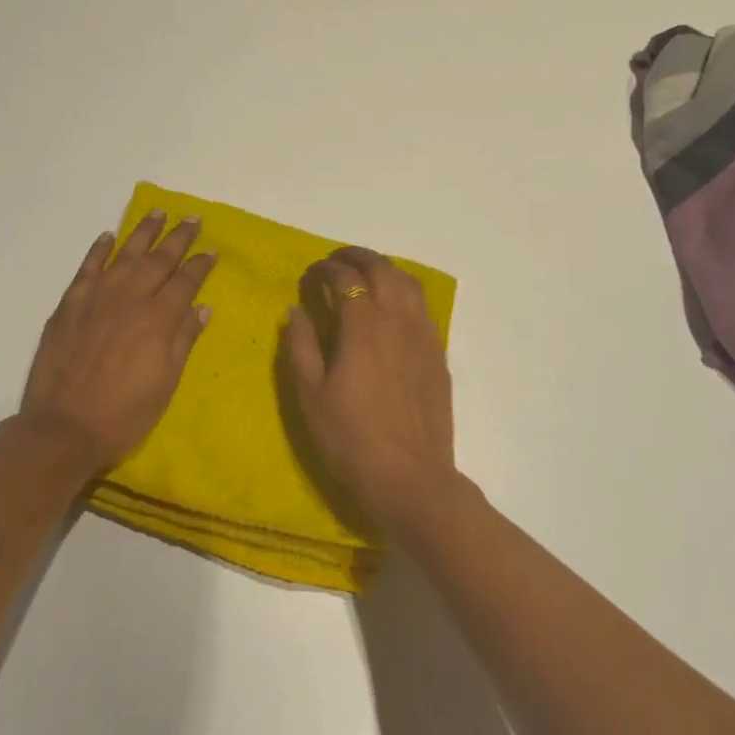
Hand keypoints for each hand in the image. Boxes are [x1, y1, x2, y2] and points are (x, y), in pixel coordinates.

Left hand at [19, 211, 216, 475]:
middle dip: (178, 238)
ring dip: (143, 232)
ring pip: (125, 254)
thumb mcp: (165, 382)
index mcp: (158, 319)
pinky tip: (108, 236)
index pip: (185, 282)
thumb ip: (183, 339)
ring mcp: (96, 297)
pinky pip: (87, 267)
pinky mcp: (70, 304)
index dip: (200, 264)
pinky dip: (99, 249)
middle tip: (192, 218)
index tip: (211, 249)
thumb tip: (202, 306)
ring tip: (158, 212)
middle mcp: (129, 298)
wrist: (63, 426)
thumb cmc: (124, 413)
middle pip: (158, 260)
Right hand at [285, 247, 457, 529]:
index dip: (325, 269)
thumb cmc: (350, 438)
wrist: (410, 477)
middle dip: (356, 257)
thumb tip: (296, 310)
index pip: (345, 277)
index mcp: (363, 325)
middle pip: (382, 269)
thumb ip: (300, 345)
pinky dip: (403, 293)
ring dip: (384, 269)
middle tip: (336, 261)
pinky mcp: (438, 354)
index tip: (310, 274)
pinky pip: (423, 307)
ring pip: (408, 283)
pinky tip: (392, 308)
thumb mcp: (310, 394)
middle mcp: (398, 319)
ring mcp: (424, 336)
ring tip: (365, 276)